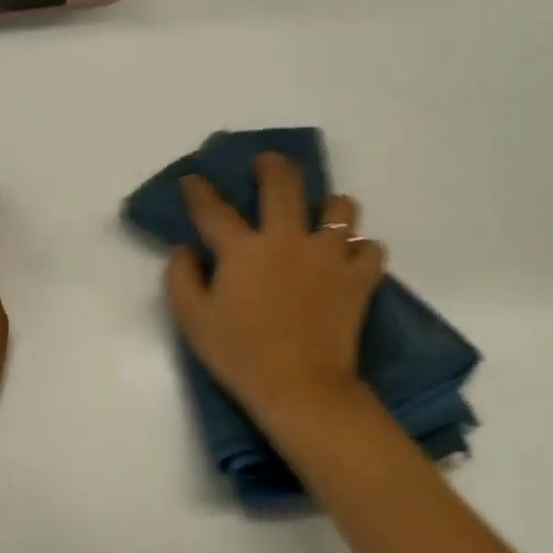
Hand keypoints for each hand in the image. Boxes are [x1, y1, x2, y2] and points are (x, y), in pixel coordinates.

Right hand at [166, 152, 385, 432]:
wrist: (300, 388)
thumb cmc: (240, 355)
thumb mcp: (193, 321)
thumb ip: (181, 278)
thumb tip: (184, 250)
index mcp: (244, 249)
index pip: (213, 209)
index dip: (198, 191)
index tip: (192, 181)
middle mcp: (288, 240)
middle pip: (284, 183)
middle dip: (272, 165)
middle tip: (266, 164)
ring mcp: (329, 256)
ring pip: (340, 208)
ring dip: (330, 207)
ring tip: (323, 217)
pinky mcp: (359, 279)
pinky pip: (371, 250)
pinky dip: (361, 251)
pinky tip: (350, 259)